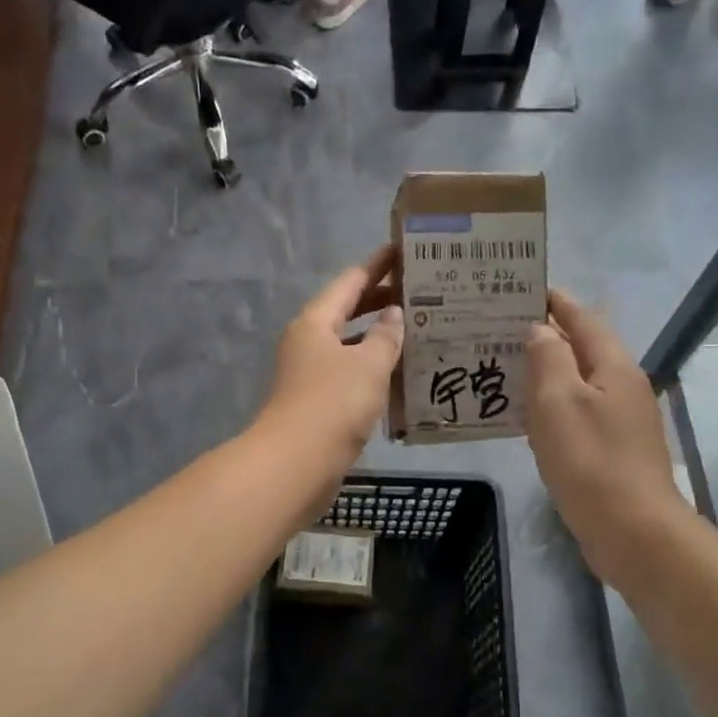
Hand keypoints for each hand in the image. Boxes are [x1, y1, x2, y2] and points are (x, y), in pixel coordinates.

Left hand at [256, 247, 403, 482]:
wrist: (296, 464)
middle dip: (381, 301)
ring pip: (350, 346)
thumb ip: (385, 336)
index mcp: (315, 322)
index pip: (350, 282)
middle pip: (347, 311)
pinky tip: (401, 375)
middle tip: (421, 291)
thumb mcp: (368, 365)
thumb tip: (394, 316)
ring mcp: (311, 374)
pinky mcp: (318, 403)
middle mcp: (309, 343)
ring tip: (418, 330)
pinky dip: (373, 369)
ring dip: (379, 338)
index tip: (404, 251)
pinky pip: (351, 374)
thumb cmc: (333, 404)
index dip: (378, 265)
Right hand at [525, 290, 687, 587]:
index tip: (522, 289)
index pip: (583, 318)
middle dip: (545, 336)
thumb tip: (540, 329)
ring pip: (578, 383)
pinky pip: (578, 414)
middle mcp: (623, 386)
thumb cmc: (590, 461)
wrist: (632, 531)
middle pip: (583, 348)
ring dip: (546, 373)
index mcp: (614, 366)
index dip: (555, 301)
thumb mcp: (558, 402)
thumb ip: (548, 358)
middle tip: (499, 331)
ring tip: (504, 369)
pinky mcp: (613, 450)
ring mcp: (622, 420)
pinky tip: (526, 418)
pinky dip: (552, 406)